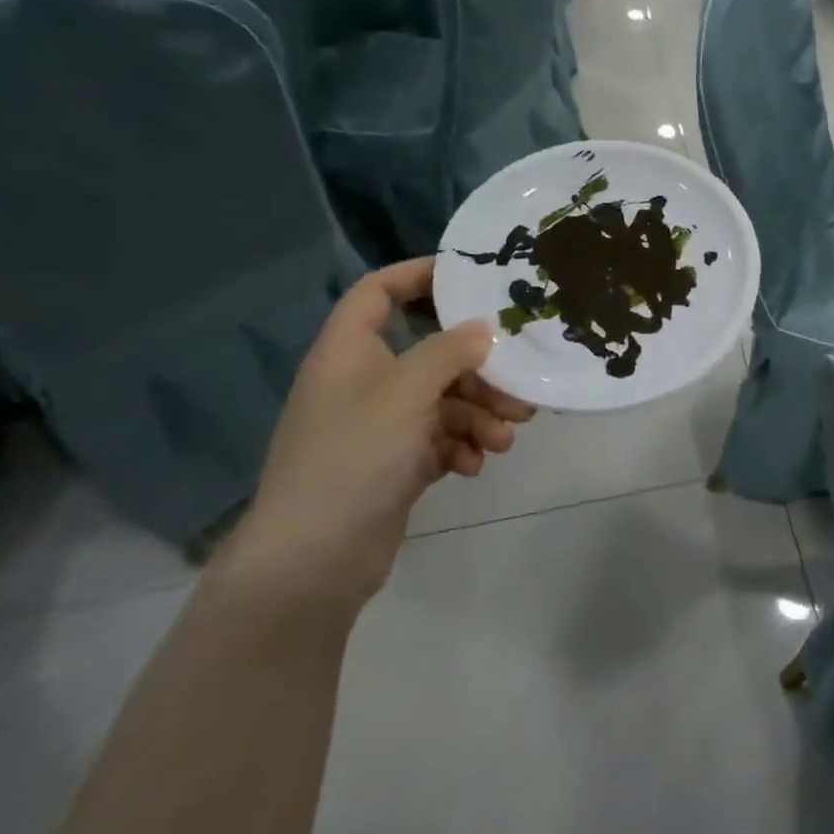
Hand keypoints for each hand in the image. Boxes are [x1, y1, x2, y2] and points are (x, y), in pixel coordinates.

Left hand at [215, 258, 534, 614]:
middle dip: (479, 371)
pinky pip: (438, 438)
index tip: (472, 278)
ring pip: (442, 400)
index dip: (419, 276)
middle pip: (430, 353)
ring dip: (479, 415)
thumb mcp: (407, 391)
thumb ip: (449, 351)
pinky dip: (461, 446)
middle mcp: (363, 382)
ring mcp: (377, 425)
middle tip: (519, 389)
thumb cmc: (356, 455)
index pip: (378, 291)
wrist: (314, 558)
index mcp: (349, 351)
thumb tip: (482, 329)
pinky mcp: (392, 463)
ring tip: (505, 440)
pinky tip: (474, 466)